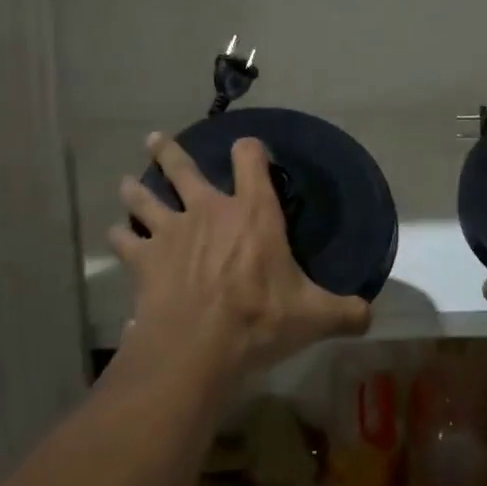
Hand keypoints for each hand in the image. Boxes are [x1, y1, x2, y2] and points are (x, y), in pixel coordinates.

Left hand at [110, 132, 370, 392]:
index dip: (249, 148)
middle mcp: (208, 210)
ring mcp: (171, 231)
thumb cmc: (260, 320)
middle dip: (169, 151)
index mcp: (253, 212)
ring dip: (136, 189)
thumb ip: (346, 312)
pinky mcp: (144, 259)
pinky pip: (125, 240)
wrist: (197, 347)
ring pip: (146, 198)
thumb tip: (372, 315)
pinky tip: (115, 234)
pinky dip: (119, 235)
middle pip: (183, 169)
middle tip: (155, 139)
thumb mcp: (314, 316)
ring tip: (127, 181)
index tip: (247, 147)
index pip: (250, 159)